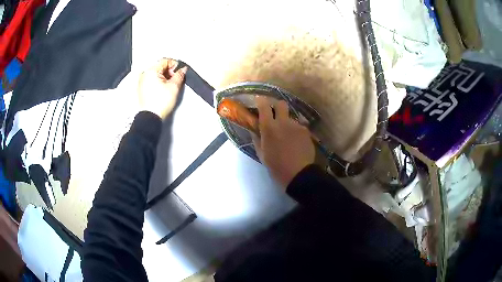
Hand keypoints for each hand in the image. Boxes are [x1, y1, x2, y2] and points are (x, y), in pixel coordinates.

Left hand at [138, 58, 187, 118]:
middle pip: (160, 67)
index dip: (174, 65)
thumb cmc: (158, 104)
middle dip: (169, 72)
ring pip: (156, 74)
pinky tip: (163, 90)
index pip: (165, 61)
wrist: (151, 117)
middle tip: (174, 80)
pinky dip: (158, 82)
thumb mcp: (174, 87)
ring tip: (169, 87)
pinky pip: (152, 80)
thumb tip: (182, 70)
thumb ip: (179, 75)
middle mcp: (144, 75)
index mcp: (150, 71)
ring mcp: (142, 82)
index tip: (179, 71)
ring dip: (164, 77)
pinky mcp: (142, 89)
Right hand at [252, 96, 314, 188]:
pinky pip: (299, 126)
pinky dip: (295, 131)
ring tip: (288, 136)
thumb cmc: (276, 166)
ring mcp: (296, 125)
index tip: (259, 101)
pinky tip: (296, 142)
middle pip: (281, 103)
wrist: (298, 174)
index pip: (264, 106)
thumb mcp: (262, 154)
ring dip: (287, 123)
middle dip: (277, 106)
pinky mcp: (306, 131)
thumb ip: (257, 139)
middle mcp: (283, 122)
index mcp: (269, 128)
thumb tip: (253, 130)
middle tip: (276, 114)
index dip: (261, 101)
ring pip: (290, 117)